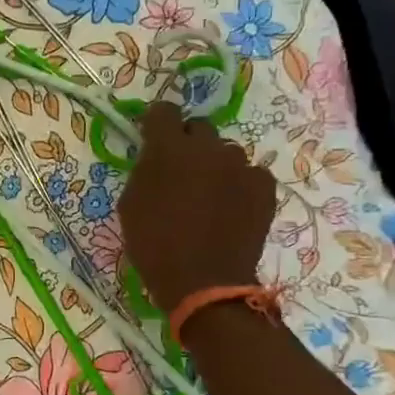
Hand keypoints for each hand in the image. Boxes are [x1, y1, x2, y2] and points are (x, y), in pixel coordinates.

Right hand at [117, 104, 276, 313]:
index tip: (152, 138)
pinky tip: (232, 206)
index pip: (163, 111)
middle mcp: (207, 148)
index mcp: (168, 148)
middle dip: (188, 143)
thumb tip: (155, 158)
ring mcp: (240, 166)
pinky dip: (240, 183)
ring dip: (214, 164)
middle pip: (198, 127)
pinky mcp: (264, 188)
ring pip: (226, 151)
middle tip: (180, 171)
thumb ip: (144, 170)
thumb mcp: (130, 203)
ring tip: (209, 193)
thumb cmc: (154, 244)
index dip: (156, 123)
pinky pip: (250, 173)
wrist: (203, 282)